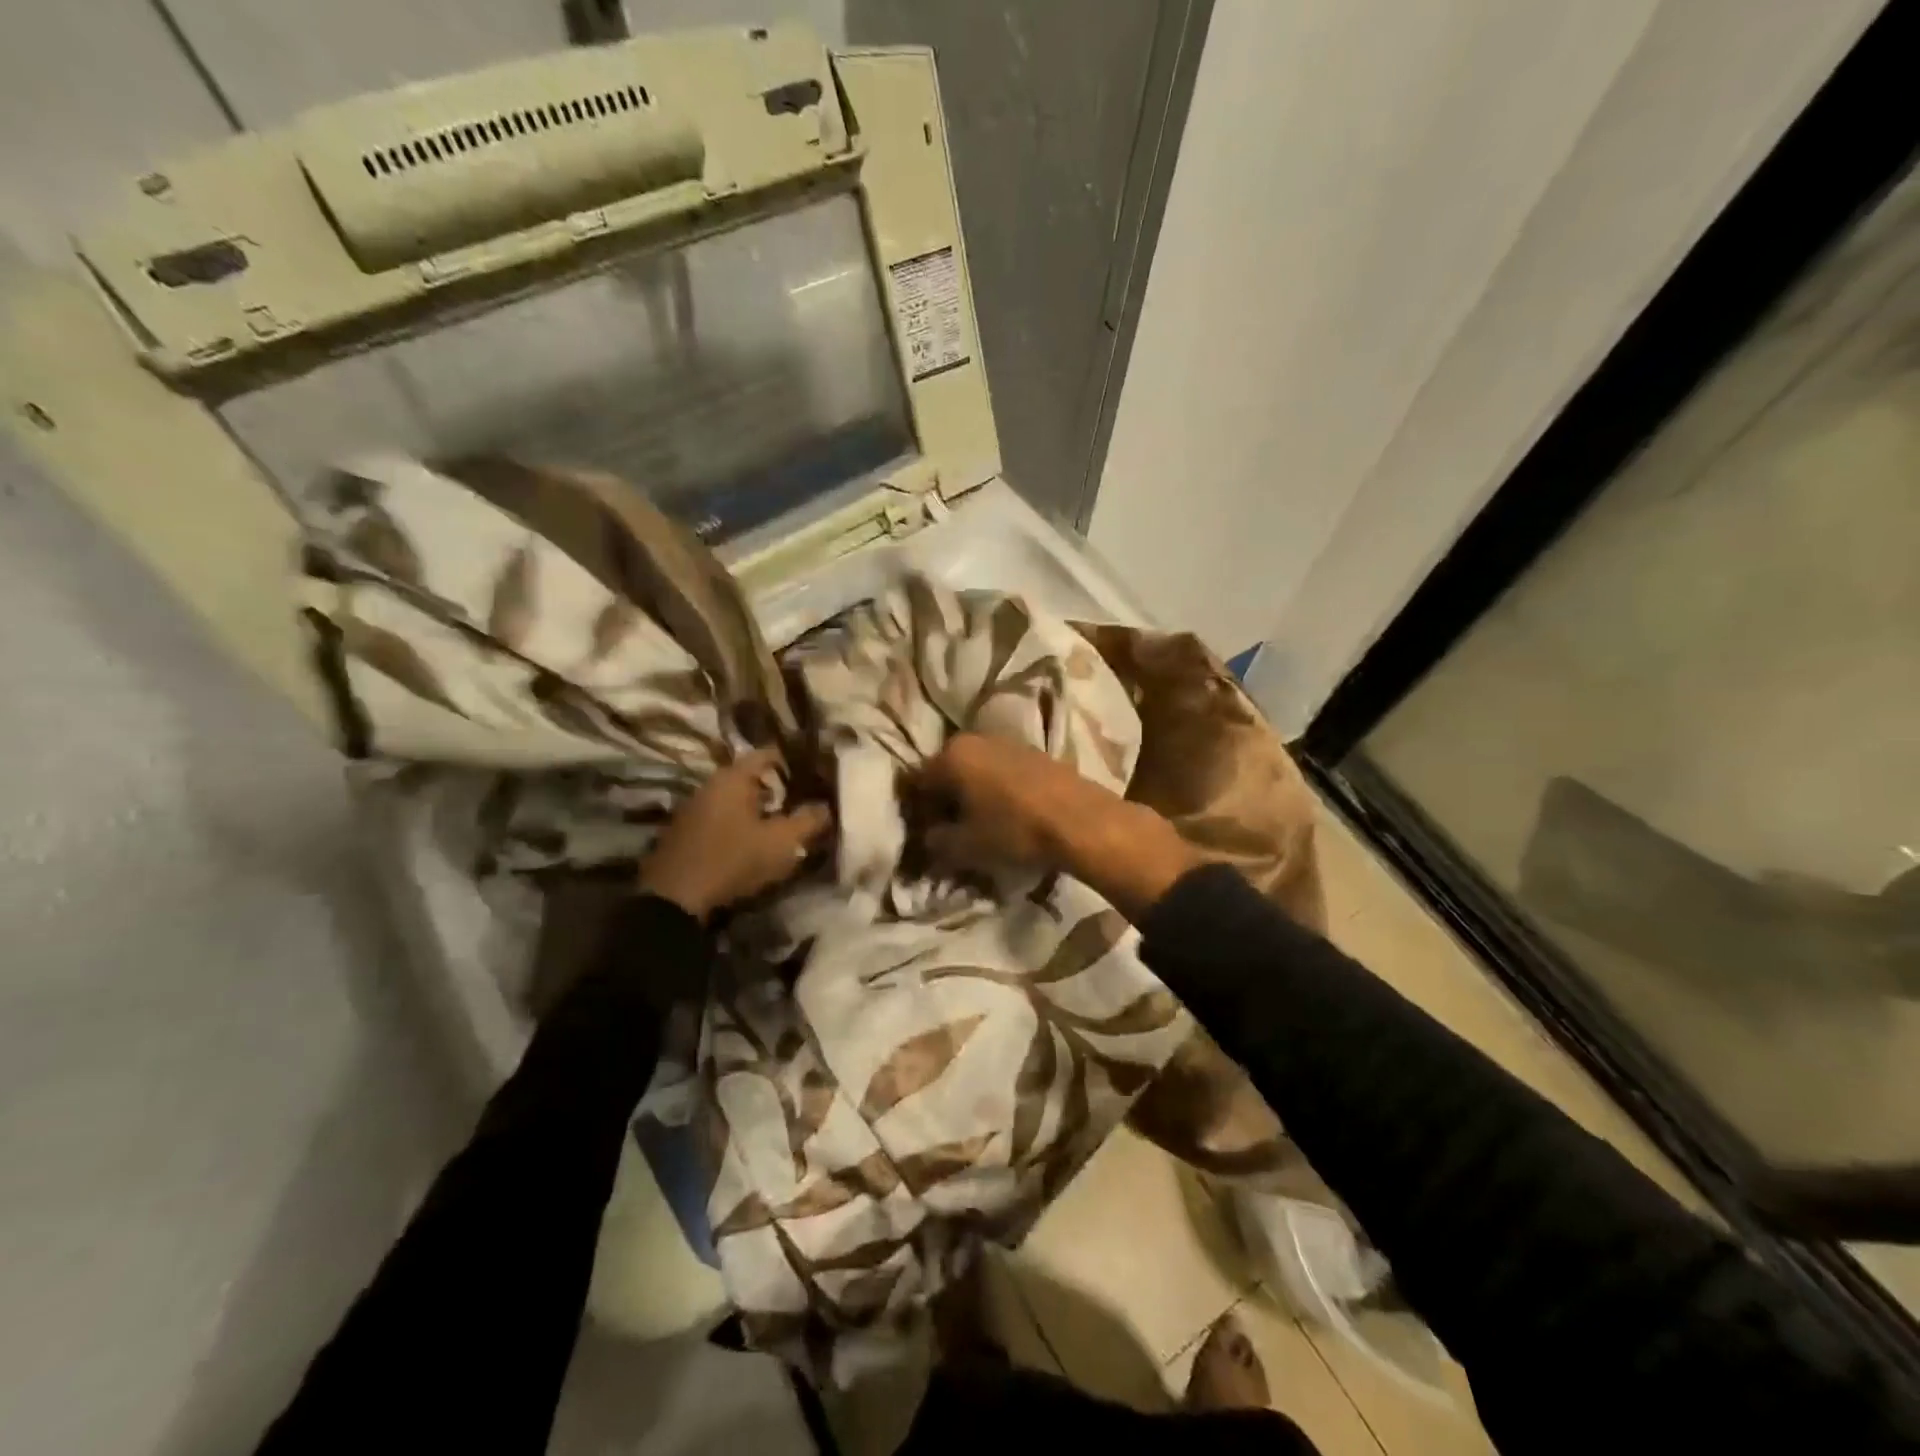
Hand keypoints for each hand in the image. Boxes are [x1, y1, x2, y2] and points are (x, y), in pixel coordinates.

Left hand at [638, 748, 832, 921]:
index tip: (812, 772)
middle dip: (776, 788)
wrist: (674, 898)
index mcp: (734, 777)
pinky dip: (738, 823)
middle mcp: (711, 784)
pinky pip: (720, 817)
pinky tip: (751, 842)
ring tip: (779, 824)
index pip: (767, 754)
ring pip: (733, 799)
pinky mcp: (684, 832)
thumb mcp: (781, 842)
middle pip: (749, 777)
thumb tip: (827, 808)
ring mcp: (693, 808)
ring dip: (756, 808)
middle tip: (800, 801)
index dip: (791, 761)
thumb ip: (808, 822)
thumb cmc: (733, 859)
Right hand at [912, 732, 1087, 871]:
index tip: (926, 837)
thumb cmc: (1013, 830)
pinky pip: (1002, 772)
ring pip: (976, 771)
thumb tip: (930, 837)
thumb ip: (936, 841)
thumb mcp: (964, 847)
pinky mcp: (1036, 752)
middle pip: (947, 772)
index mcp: (950, 755)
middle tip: (951, 832)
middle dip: (945, 802)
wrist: (1080, 821)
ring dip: (973, 795)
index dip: (917, 813)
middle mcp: (975, 739)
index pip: (916, 782)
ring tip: (982, 826)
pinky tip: (1009, 815)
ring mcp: (1008, 742)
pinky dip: (997, 791)